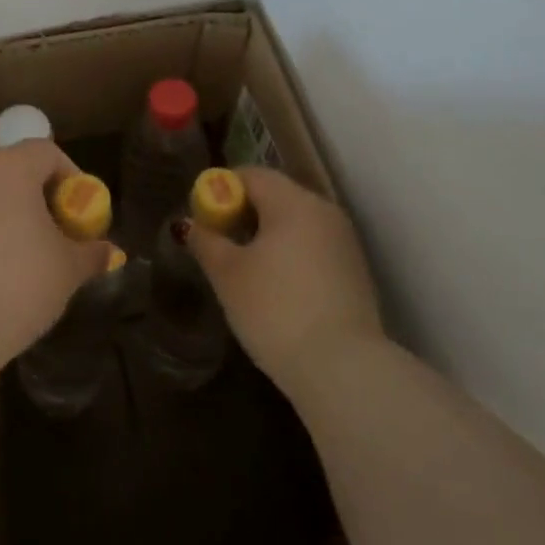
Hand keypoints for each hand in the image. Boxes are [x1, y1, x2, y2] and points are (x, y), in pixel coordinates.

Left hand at [0, 140, 114, 369]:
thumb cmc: (16, 284)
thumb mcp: (67, 270)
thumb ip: (90, 253)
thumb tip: (107, 251)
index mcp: (11, 167)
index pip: (47, 152)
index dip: (70, 177)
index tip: (79, 212)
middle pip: (14, 171)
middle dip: (38, 198)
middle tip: (55, 235)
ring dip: (7, 217)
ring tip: (22, 259)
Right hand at [186, 168, 383, 396]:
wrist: (343, 369)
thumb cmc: (276, 310)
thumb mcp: (228, 275)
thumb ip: (206, 242)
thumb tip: (189, 224)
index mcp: (293, 201)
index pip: (251, 175)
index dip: (221, 189)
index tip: (203, 217)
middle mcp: (323, 210)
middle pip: (276, 195)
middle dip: (243, 213)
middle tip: (219, 244)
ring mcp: (344, 241)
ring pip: (296, 223)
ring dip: (267, 236)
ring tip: (244, 269)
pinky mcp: (355, 271)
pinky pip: (313, 247)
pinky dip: (290, 255)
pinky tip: (277, 288)